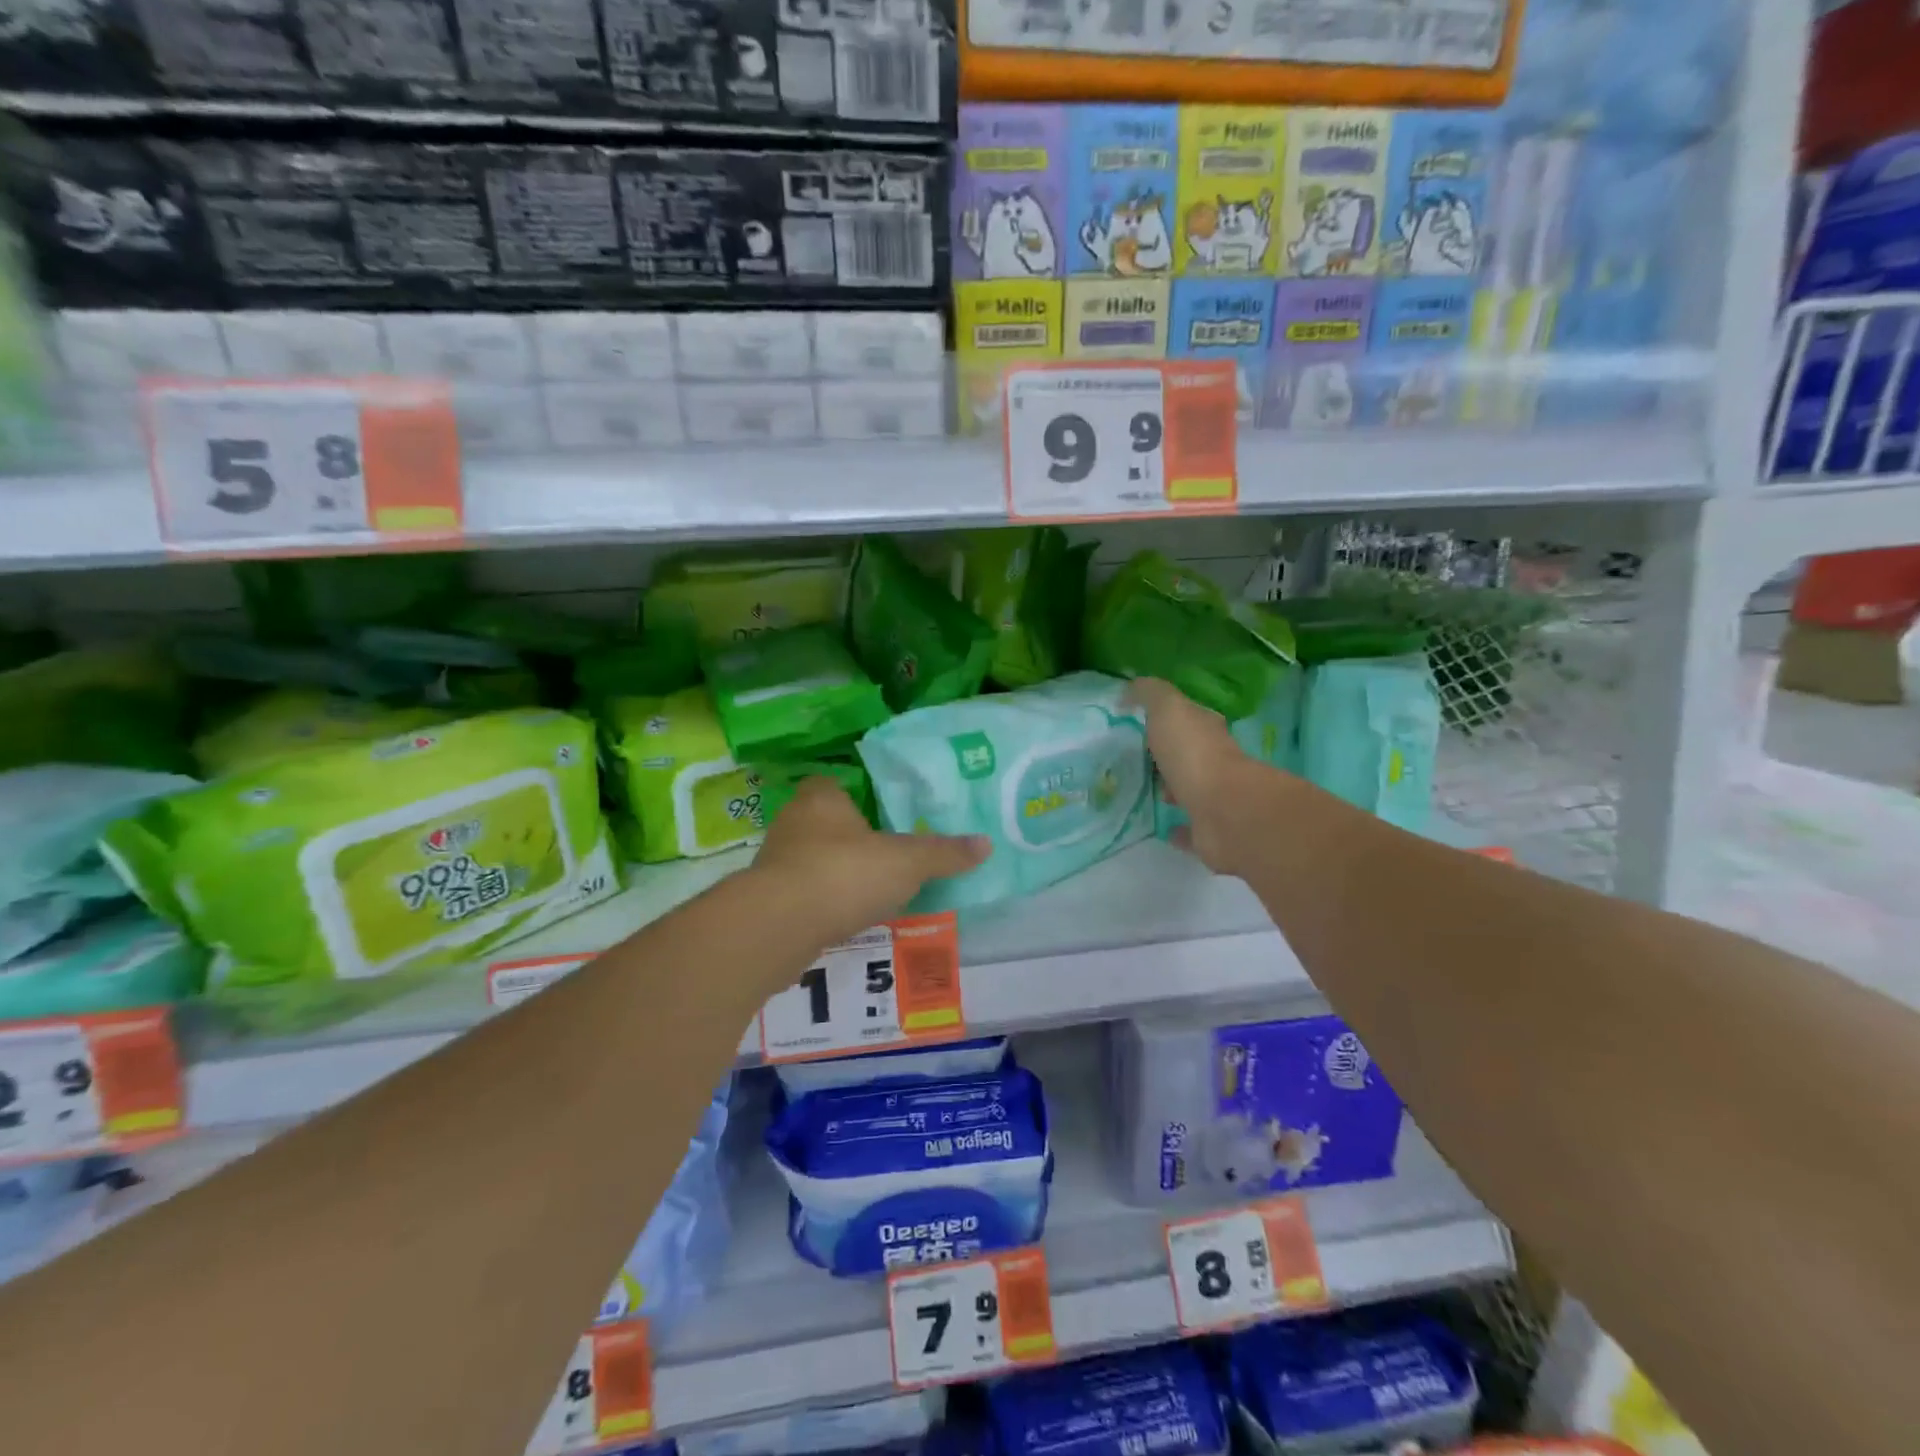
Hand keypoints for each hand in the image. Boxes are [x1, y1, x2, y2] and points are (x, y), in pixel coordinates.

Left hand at [750, 778, 988, 949]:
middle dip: (848, 838)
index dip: (854, 796)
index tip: (879, 814)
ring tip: (867, 891)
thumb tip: (986, 844)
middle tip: (883, 854)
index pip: (832, 784)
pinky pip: (801, 893)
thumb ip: (944, 853)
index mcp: (821, 799)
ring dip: (833, 872)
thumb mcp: (907, 862)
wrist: (780, 925)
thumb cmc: (845, 873)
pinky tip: (842, 918)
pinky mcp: (766, 900)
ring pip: (810, 859)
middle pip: (822, 822)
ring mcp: (774, 862)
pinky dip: (820, 902)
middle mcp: (792, 823)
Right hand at [1124, 677, 1272, 877]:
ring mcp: (1213, 799)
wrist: (1224, 811)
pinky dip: (1177, 828)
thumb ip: (1150, 694)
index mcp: (1206, 731)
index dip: (1167, 718)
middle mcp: (1214, 762)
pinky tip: (1160, 828)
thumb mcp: (1168, 709)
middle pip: (1188, 754)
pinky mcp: (1208, 832)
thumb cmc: (1194, 754)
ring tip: (1142, 790)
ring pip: (1188, 790)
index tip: (1139, 722)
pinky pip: (1188, 829)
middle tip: (1135, 758)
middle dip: (1167, 755)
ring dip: (1171, 789)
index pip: (1189, 718)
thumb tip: (1129, 688)